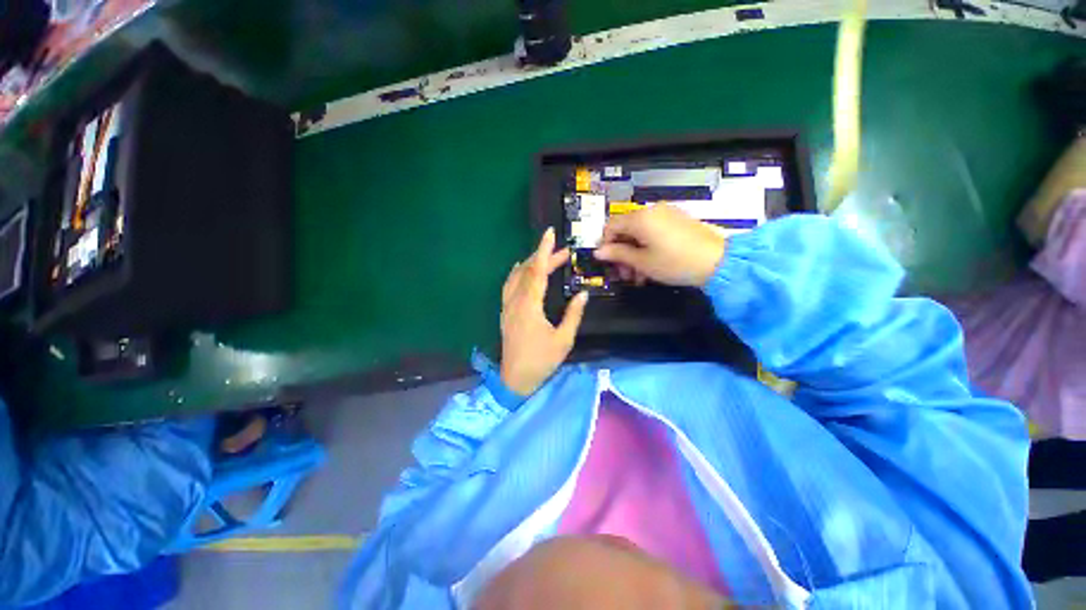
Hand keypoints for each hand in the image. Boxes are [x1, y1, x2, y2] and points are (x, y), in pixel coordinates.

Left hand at [500, 228, 589, 396]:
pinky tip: (522, 270)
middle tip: (563, 252)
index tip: (550, 233)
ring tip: (546, 257)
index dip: (544, 251)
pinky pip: (509, 286)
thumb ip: (573, 315)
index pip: (536, 271)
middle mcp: (515, 301)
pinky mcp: (505, 312)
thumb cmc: (541, 361)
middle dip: (544, 258)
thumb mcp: (563, 339)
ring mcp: (507, 306)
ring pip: (516, 276)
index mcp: (529, 306)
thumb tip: (583, 294)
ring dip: (530, 264)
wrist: (515, 379)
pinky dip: (517, 273)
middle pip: (527, 271)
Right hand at [595, 205, 727, 286]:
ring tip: (638, 276)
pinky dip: (647, 248)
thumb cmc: (675, 263)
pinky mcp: (678, 222)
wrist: (718, 262)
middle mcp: (652, 211)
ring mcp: (667, 215)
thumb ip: (617, 254)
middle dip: (621, 253)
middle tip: (624, 274)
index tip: (607, 262)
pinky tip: (650, 267)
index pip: (611, 226)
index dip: (605, 244)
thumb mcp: (641, 261)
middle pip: (626, 230)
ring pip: (640, 234)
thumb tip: (599, 252)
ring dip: (634, 254)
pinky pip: (654, 232)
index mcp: (640, 218)